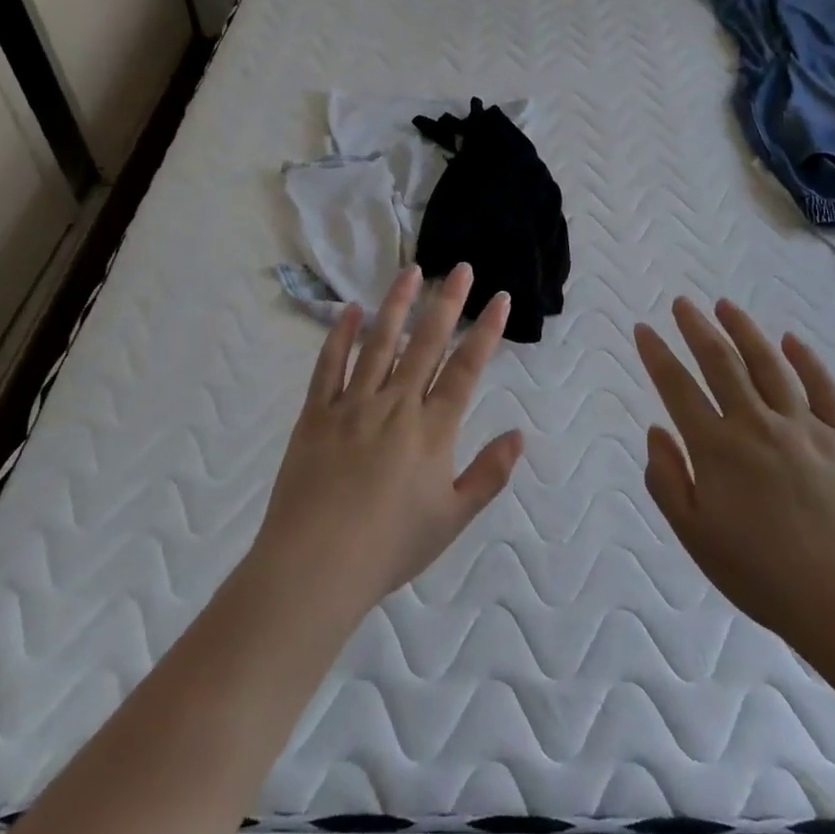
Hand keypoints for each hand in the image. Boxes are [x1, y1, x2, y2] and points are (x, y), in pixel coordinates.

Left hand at [253, 264, 523, 620]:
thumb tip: (519, 435)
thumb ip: (489, 474)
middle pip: (426, 344)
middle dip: (448, 303)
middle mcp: (395, 405)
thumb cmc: (391, 546)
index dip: (485, 331)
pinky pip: (328, 366)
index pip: (465, 369)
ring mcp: (352, 405)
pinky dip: (340, 336)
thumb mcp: (452, 518)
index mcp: (432, 430)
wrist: (317, 565)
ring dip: (397, 305)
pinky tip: (350, 310)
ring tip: (411, 272)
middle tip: (461, 268)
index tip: (499, 298)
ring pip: (379, 343)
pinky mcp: (315, 413)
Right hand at [634, 297, 834, 655]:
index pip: (678, 388)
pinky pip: (823, 388)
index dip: (657, 355)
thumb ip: (667, 480)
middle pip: (721, 363)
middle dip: (697, 328)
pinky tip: (790, 339)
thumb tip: (657, 430)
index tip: (643, 328)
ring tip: (725, 306)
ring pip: (769, 364)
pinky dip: (805, 359)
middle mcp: (758, 425)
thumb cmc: (762, 575)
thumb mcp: (696, 537)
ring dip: (744, 330)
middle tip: (682, 303)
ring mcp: (805, 428)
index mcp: (717, 449)